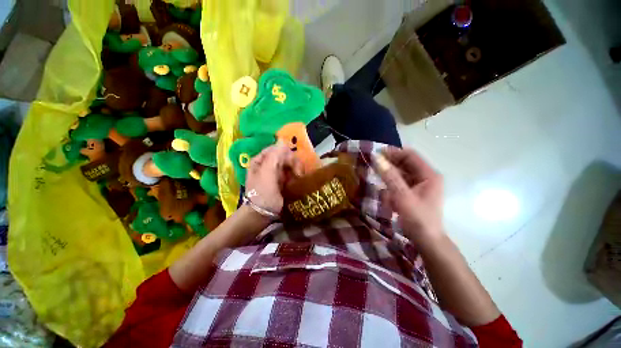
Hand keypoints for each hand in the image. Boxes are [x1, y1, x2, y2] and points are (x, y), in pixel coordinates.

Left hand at [245, 142, 302, 212]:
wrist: (262, 214)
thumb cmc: (263, 193)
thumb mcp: (266, 174)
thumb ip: (274, 156)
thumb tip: (282, 140)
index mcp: (261, 160)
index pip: (277, 149)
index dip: (287, 154)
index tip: (293, 164)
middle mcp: (268, 164)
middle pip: (285, 156)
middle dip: (293, 163)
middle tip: (298, 173)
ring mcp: (275, 172)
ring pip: (290, 164)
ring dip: (296, 169)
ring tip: (299, 178)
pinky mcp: (282, 180)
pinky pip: (291, 172)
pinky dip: (296, 174)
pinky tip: (298, 179)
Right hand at [374, 147, 444, 246]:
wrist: (426, 241)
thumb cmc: (417, 218)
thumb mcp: (402, 196)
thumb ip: (390, 177)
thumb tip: (377, 159)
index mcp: (429, 174)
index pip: (410, 155)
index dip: (393, 152)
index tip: (376, 154)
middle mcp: (426, 177)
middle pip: (405, 163)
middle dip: (389, 164)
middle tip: (373, 166)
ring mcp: (420, 185)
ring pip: (401, 174)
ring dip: (389, 176)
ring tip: (378, 180)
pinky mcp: (414, 193)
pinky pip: (400, 184)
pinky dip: (391, 186)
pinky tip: (387, 196)